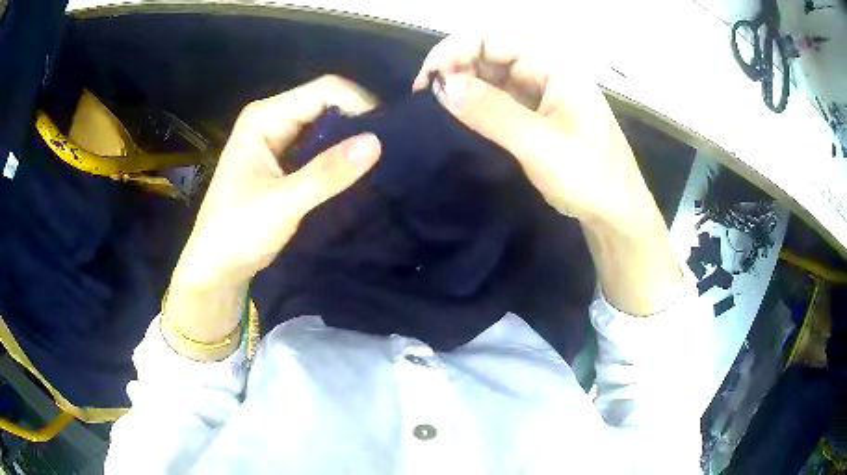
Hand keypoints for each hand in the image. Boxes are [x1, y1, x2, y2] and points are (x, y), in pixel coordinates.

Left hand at [165, 76, 380, 351]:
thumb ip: (327, 173)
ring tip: (381, 158)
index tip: (388, 132)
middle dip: (357, 121)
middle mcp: (271, 120)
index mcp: (264, 118)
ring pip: (325, 125)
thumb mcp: (282, 203)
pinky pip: (319, 147)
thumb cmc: (237, 233)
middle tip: (391, 147)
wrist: (216, 267)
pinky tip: (358, 170)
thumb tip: (376, 141)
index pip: (322, 91)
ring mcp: (278, 140)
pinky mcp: (284, 161)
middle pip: (325, 104)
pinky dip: (339, 156)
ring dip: (350, 139)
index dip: (358, 104)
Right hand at [414, 35, 682, 315]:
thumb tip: (441, 86)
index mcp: (554, 66)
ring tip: (438, 112)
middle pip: (488, 54)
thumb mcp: (539, 144)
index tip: (427, 83)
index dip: (453, 51)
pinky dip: (477, 106)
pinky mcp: (537, 118)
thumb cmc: (590, 178)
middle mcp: (546, 73)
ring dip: (463, 89)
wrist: (618, 217)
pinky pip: (499, 101)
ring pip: (491, 78)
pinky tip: (460, 120)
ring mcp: (542, 95)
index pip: (491, 38)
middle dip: (454, 69)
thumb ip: (491, 111)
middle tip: (427, 101)